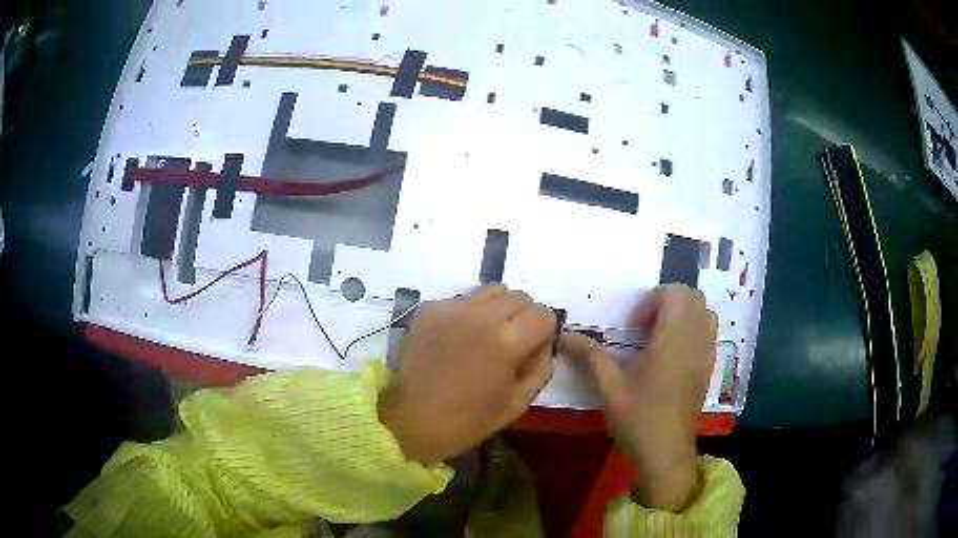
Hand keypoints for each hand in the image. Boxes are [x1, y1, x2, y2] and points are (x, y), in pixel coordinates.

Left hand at [378, 285, 556, 463]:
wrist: (411, 419)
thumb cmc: (468, 420)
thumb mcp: (518, 403)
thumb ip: (540, 367)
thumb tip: (543, 344)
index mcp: (507, 340)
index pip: (543, 314)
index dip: (543, 333)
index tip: (530, 352)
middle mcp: (481, 315)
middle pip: (520, 297)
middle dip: (523, 318)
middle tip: (509, 345)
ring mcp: (452, 308)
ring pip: (492, 291)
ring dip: (497, 309)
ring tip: (484, 336)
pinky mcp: (430, 309)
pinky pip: (462, 300)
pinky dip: (468, 314)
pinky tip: (457, 339)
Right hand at [557, 284, 715, 510]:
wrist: (666, 453)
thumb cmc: (638, 419)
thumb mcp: (609, 388)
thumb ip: (590, 356)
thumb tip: (563, 335)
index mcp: (673, 339)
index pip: (676, 293)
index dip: (653, 300)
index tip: (635, 325)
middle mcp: (695, 340)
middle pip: (693, 296)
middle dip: (668, 301)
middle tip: (645, 327)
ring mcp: (706, 353)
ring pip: (704, 312)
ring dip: (683, 313)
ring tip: (660, 337)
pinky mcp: (709, 367)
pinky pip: (708, 332)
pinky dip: (693, 329)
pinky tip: (672, 355)